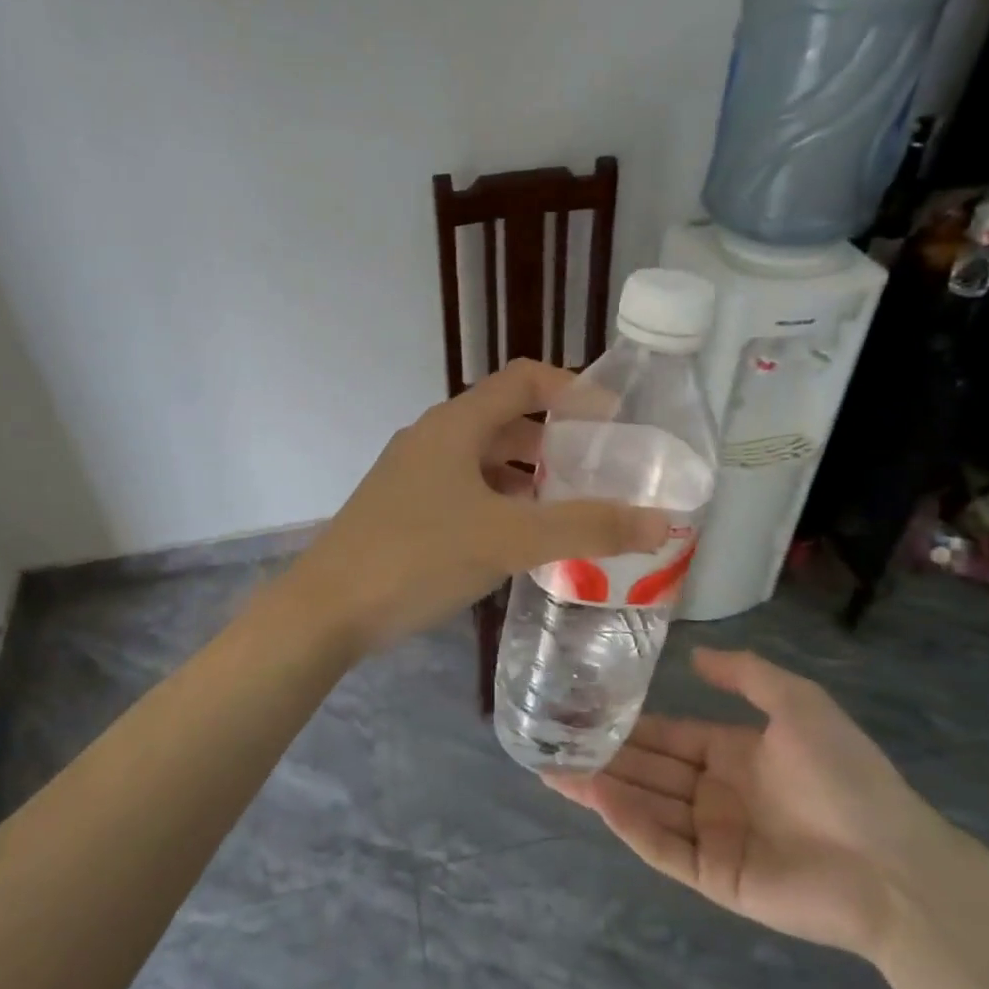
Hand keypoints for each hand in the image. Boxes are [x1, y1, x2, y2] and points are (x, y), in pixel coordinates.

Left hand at [284, 359, 669, 656]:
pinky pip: (464, 491)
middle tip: (600, 472)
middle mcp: (432, 438)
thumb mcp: (510, 539)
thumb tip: (661, 522)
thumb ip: (587, 528)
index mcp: (455, 424)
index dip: (572, 388)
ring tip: (569, 509)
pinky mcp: (402, 509)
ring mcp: (412, 474)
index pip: (523, 379)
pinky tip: (519, 539)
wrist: (326, 609)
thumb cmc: (418, 557)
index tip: (614, 421)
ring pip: (484, 460)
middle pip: (506, 419)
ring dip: (528, 476)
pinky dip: (499, 502)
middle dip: (556, 440)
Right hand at [546, 648, 959, 960]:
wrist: (894, 863)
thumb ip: (746, 674)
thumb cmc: (846, 774)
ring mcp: (713, 836)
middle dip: (602, 756)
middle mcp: (716, 793)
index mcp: (733, 753)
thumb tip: (694, 655)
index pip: (668, 736)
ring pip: (646, 806)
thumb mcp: (799, 702)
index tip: (585, 710)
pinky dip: (629, 823)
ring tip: (553, 769)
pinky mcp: (714, 877)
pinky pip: (664, 846)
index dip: (629, 724)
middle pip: (648, 770)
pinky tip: (597, 797)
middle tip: (550, 741)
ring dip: (602, 788)